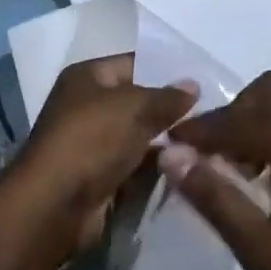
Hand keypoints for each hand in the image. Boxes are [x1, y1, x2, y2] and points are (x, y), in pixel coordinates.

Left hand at [7, 58, 196, 256]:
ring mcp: (94, 144)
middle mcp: (87, 106)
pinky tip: (190, 168)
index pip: (134, 64)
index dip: (167, 71)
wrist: (56, 205)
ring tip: (211, 144)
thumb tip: (193, 85)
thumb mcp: (134, 108)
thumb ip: (167, 97)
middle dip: (171, 110)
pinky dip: (157, 169)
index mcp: (87, 77)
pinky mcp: (101, 177)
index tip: (205, 81)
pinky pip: (136, 166)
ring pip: (139, 137)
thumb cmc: (91, 140)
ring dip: (168, 143)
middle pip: (137, 102)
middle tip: (214, 115)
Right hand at [159, 72, 270, 269]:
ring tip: (245, 171)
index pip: (234, 118)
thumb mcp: (261, 247)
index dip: (197, 131)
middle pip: (268, 91)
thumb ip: (213, 196)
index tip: (170, 146)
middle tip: (217, 156)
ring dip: (261, 122)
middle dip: (234, 113)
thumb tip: (170, 156)